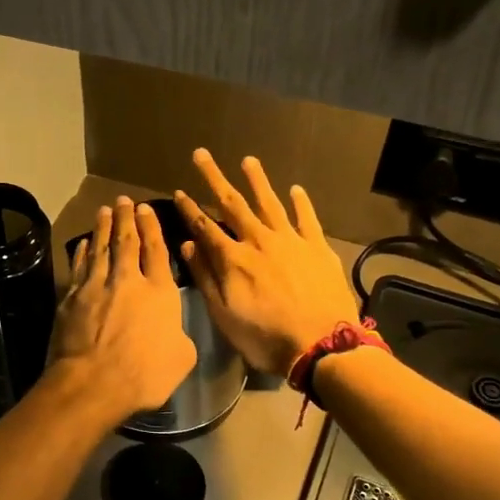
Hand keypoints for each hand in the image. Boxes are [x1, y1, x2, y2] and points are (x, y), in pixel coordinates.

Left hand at [48, 196, 196, 423]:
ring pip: (100, 248)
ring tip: (104, 210)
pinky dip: (82, 253)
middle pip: (126, 242)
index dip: (152, 228)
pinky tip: (83, 244)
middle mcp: (127, 280)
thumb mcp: (182, 358)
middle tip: (123, 200)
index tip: (146, 210)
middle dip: (126, 218)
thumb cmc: (145, 374)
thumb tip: (172, 329)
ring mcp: (95, 286)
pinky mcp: (71, 298)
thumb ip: (179, 335)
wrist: (93, 383)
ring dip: (102, 227)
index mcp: (159, 292)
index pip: (156, 250)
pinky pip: (79, 267)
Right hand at [173, 150, 359, 375]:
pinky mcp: (318, 248)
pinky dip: (300, 203)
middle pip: (233, 204)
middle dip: (215, 178)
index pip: (205, 227)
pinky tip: (295, 189)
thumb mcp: (225, 315)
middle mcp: (259, 241)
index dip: (189, 209)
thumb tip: (189, 245)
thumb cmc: (266, 337)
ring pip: (270, 203)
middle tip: (202, 154)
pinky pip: (307, 219)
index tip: (177, 191)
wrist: (322, 345)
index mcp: (233, 259)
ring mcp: (291, 241)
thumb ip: (206, 278)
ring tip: (248, 160)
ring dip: (257, 181)